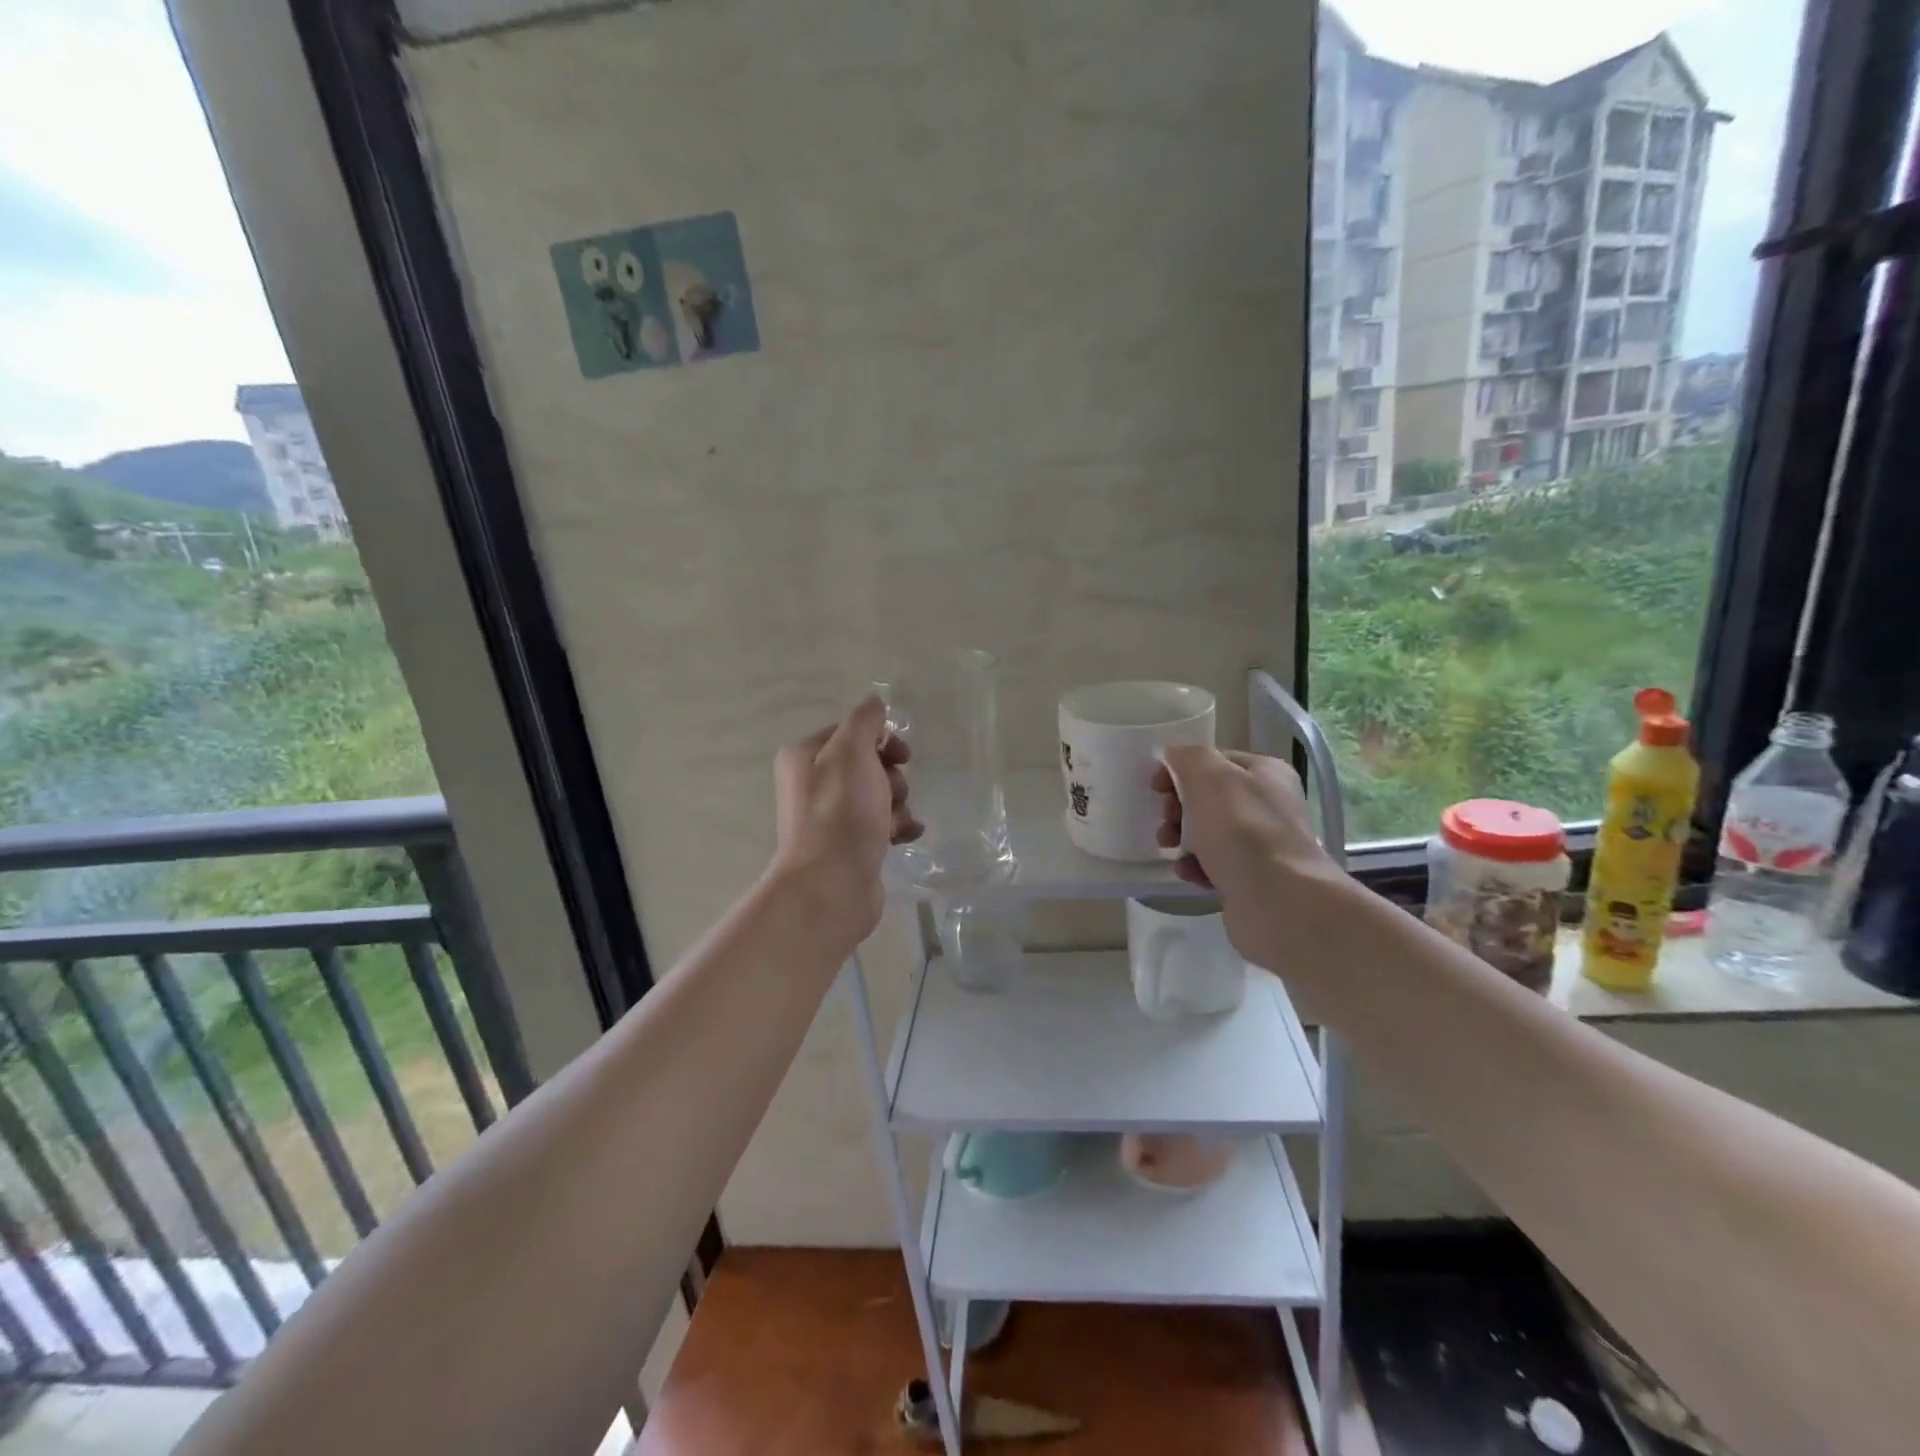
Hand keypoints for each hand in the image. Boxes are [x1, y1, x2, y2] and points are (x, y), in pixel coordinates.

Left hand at [770, 696, 921, 946]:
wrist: (831, 885)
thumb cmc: (841, 812)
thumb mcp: (852, 752)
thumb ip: (865, 721)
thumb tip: (875, 702)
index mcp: (805, 757)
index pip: (850, 732)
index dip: (880, 738)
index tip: (901, 754)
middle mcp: (812, 785)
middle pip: (867, 764)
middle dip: (891, 775)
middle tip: (893, 792)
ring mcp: (830, 819)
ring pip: (878, 795)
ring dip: (897, 803)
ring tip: (896, 821)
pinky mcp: (848, 847)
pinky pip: (880, 825)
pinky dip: (897, 827)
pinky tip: (905, 837)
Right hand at [1151, 747, 1346, 966]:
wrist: (1277, 901)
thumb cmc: (1241, 830)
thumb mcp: (1209, 777)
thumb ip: (1188, 757)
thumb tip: (1173, 756)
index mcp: (1266, 773)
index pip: (1214, 761)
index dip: (1180, 769)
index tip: (1155, 787)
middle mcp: (1269, 804)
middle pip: (1209, 797)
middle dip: (1178, 806)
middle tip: (1165, 820)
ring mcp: (1263, 844)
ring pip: (1209, 832)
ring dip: (1181, 837)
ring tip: (1169, 847)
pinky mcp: (1253, 878)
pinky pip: (1215, 865)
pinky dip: (1196, 866)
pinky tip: (1187, 872)